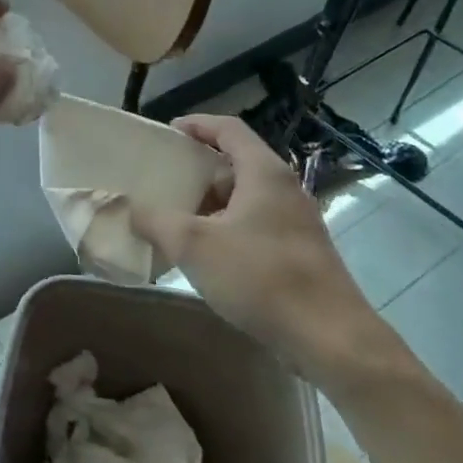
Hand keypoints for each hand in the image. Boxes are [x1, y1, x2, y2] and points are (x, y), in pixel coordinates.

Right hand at [131, 115, 394, 387]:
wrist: (330, 338)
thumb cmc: (261, 278)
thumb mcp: (194, 245)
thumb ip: (156, 221)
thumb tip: (131, 208)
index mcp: (264, 173)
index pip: (228, 129)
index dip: (196, 125)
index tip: (167, 133)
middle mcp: (285, 188)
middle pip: (236, 163)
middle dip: (198, 171)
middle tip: (164, 182)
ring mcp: (296, 221)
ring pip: (246, 198)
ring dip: (211, 204)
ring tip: (177, 220)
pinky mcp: (300, 252)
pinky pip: (256, 225)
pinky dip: (227, 228)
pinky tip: (207, 256)